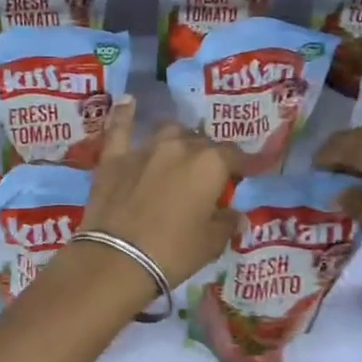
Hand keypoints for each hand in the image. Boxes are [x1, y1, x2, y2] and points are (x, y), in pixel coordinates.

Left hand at [80, 99, 239, 288]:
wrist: (116, 259)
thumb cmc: (173, 252)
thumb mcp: (210, 243)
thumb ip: (227, 223)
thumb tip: (237, 216)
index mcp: (210, 164)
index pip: (234, 155)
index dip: (242, 165)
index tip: (246, 173)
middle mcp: (180, 147)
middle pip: (201, 142)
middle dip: (209, 156)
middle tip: (208, 177)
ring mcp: (144, 149)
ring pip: (168, 132)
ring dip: (179, 139)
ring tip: (180, 152)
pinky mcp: (114, 158)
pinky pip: (121, 128)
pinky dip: (126, 114)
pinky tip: (129, 101)